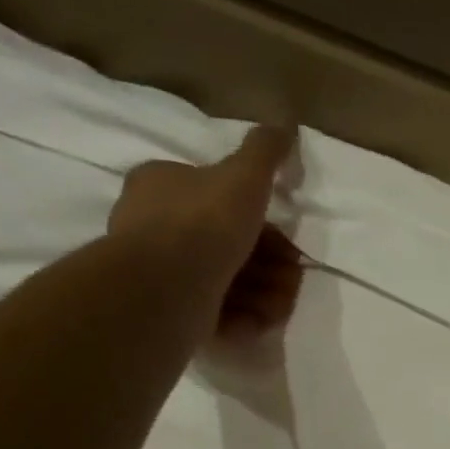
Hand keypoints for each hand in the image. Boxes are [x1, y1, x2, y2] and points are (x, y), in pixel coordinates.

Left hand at [107, 126, 304, 340]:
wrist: (167, 286)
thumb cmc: (204, 223)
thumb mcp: (242, 176)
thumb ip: (264, 152)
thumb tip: (284, 125)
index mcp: (163, 185)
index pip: (220, 199)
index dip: (261, 223)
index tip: (288, 243)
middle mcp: (156, 226)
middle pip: (230, 246)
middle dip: (270, 267)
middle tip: (293, 279)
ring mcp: (163, 273)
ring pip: (228, 282)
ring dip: (264, 296)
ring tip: (279, 308)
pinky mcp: (171, 312)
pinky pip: (216, 313)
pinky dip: (243, 318)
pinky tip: (258, 323)